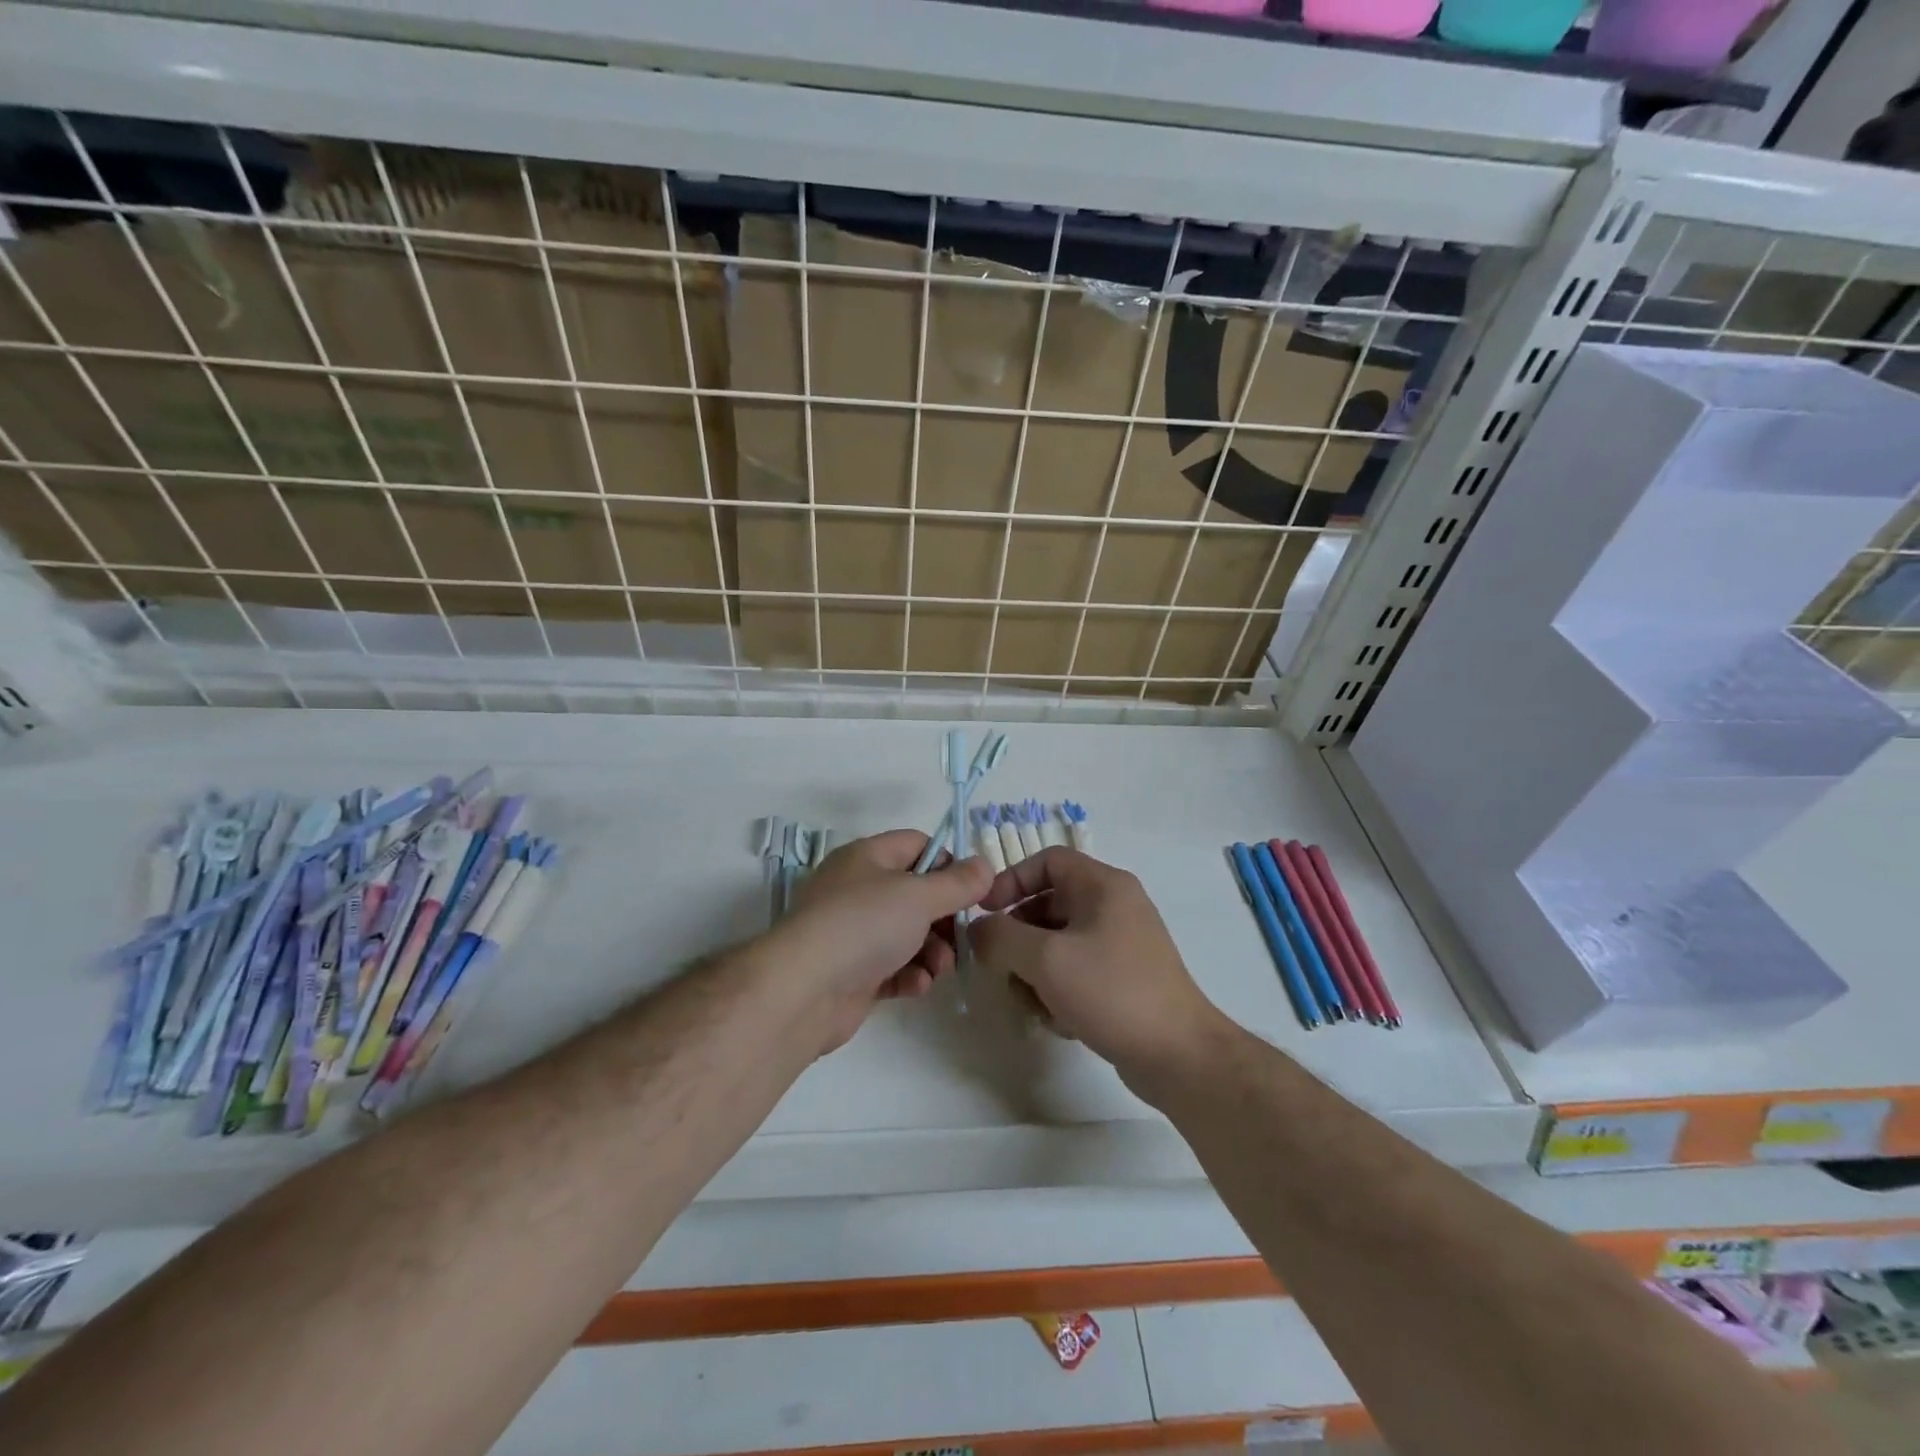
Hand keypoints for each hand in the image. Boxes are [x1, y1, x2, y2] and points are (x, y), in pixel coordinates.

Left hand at [771, 830, 992, 1055]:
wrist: (804, 990)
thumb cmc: (864, 925)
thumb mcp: (919, 896)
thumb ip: (958, 882)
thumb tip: (984, 865)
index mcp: (867, 857)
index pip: (917, 845)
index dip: (948, 863)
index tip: (970, 891)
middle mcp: (858, 890)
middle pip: (917, 894)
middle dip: (945, 918)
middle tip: (961, 937)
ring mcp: (853, 933)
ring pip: (909, 934)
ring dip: (933, 951)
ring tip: (939, 968)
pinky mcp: (853, 973)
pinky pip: (893, 968)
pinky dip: (910, 975)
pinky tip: (916, 986)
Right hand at [970, 847, 1223, 1081]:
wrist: (1178, 1055)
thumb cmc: (1111, 992)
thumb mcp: (1046, 959)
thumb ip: (1001, 937)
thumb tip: (978, 930)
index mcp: (1103, 885)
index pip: (1047, 861)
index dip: (1011, 880)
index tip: (984, 912)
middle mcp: (1114, 906)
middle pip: (1049, 904)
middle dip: (1019, 937)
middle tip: (1000, 966)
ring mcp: (1121, 943)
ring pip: (1058, 943)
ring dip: (1035, 970)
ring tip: (1031, 1002)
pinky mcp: (1123, 978)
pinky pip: (1076, 970)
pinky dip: (1059, 990)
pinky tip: (1058, 1020)